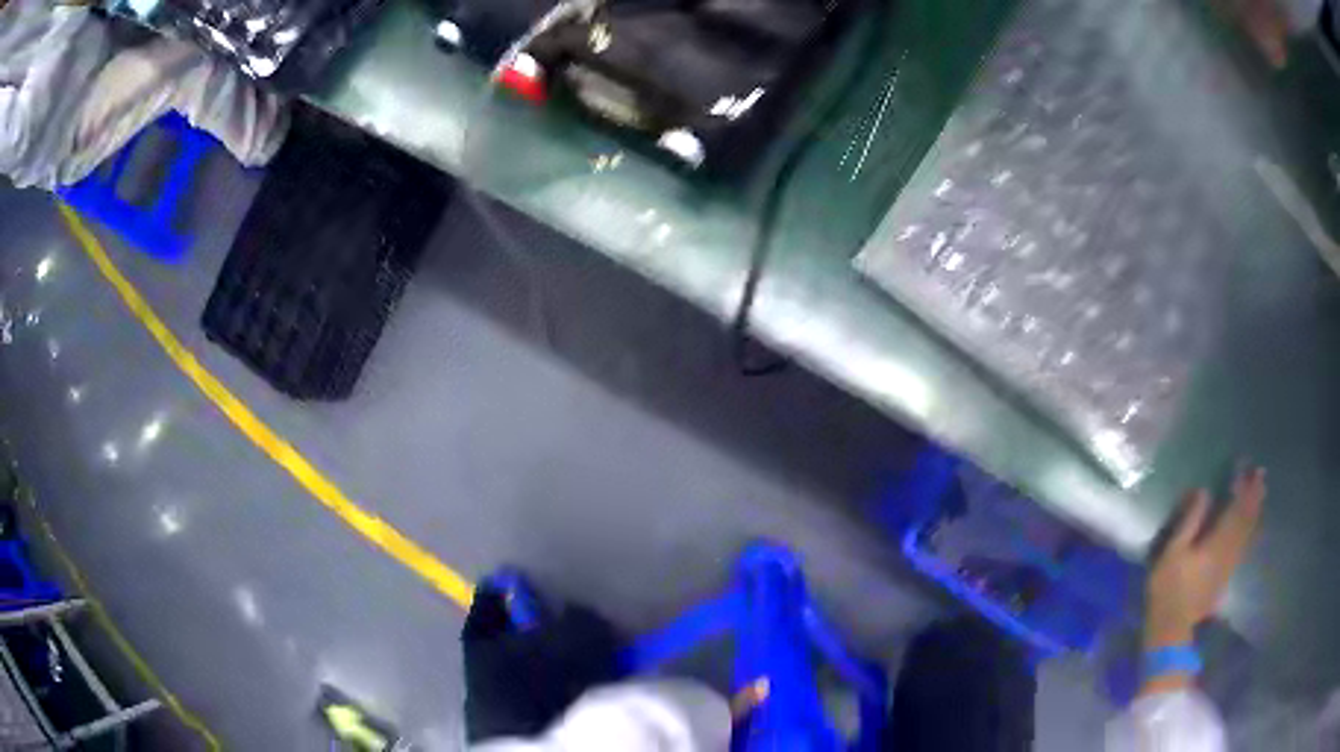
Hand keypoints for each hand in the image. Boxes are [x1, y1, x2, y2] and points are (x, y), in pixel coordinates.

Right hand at [1142, 467, 1265, 692]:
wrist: (1172, 629)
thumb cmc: (1168, 589)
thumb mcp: (1172, 553)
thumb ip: (1190, 521)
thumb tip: (1204, 491)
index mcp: (1216, 541)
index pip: (1234, 507)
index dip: (1241, 486)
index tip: (1246, 465)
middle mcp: (1229, 549)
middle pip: (1245, 518)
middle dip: (1254, 495)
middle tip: (1261, 473)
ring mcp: (1230, 564)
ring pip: (1248, 531)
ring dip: (1255, 509)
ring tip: (1261, 491)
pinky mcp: (1227, 574)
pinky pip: (1244, 544)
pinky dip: (1251, 529)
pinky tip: (1253, 523)